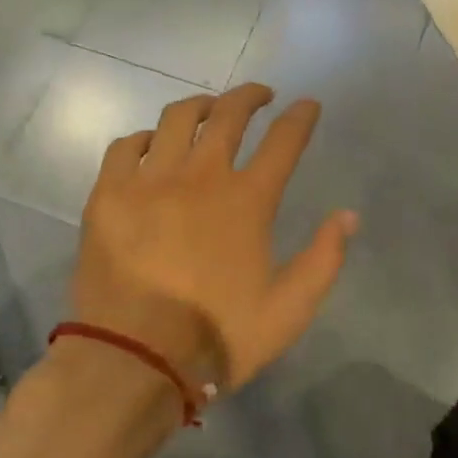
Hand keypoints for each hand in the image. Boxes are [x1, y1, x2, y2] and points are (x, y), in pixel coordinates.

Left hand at [67, 84, 357, 395]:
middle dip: (250, 96)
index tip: (308, 105)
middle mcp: (201, 176)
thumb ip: (324, 258)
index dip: (300, 117)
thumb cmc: (217, 336)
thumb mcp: (289, 309)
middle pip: (229, 114)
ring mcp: (150, 181)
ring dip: (201, 105)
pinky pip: (126, 146)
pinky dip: (144, 137)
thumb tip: (348, 215)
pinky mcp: (109, 196)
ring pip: (176, 118)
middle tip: (261, 95)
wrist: (133, 362)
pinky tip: (151, 144)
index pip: (283, 140)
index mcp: (247, 200)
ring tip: (209, 109)